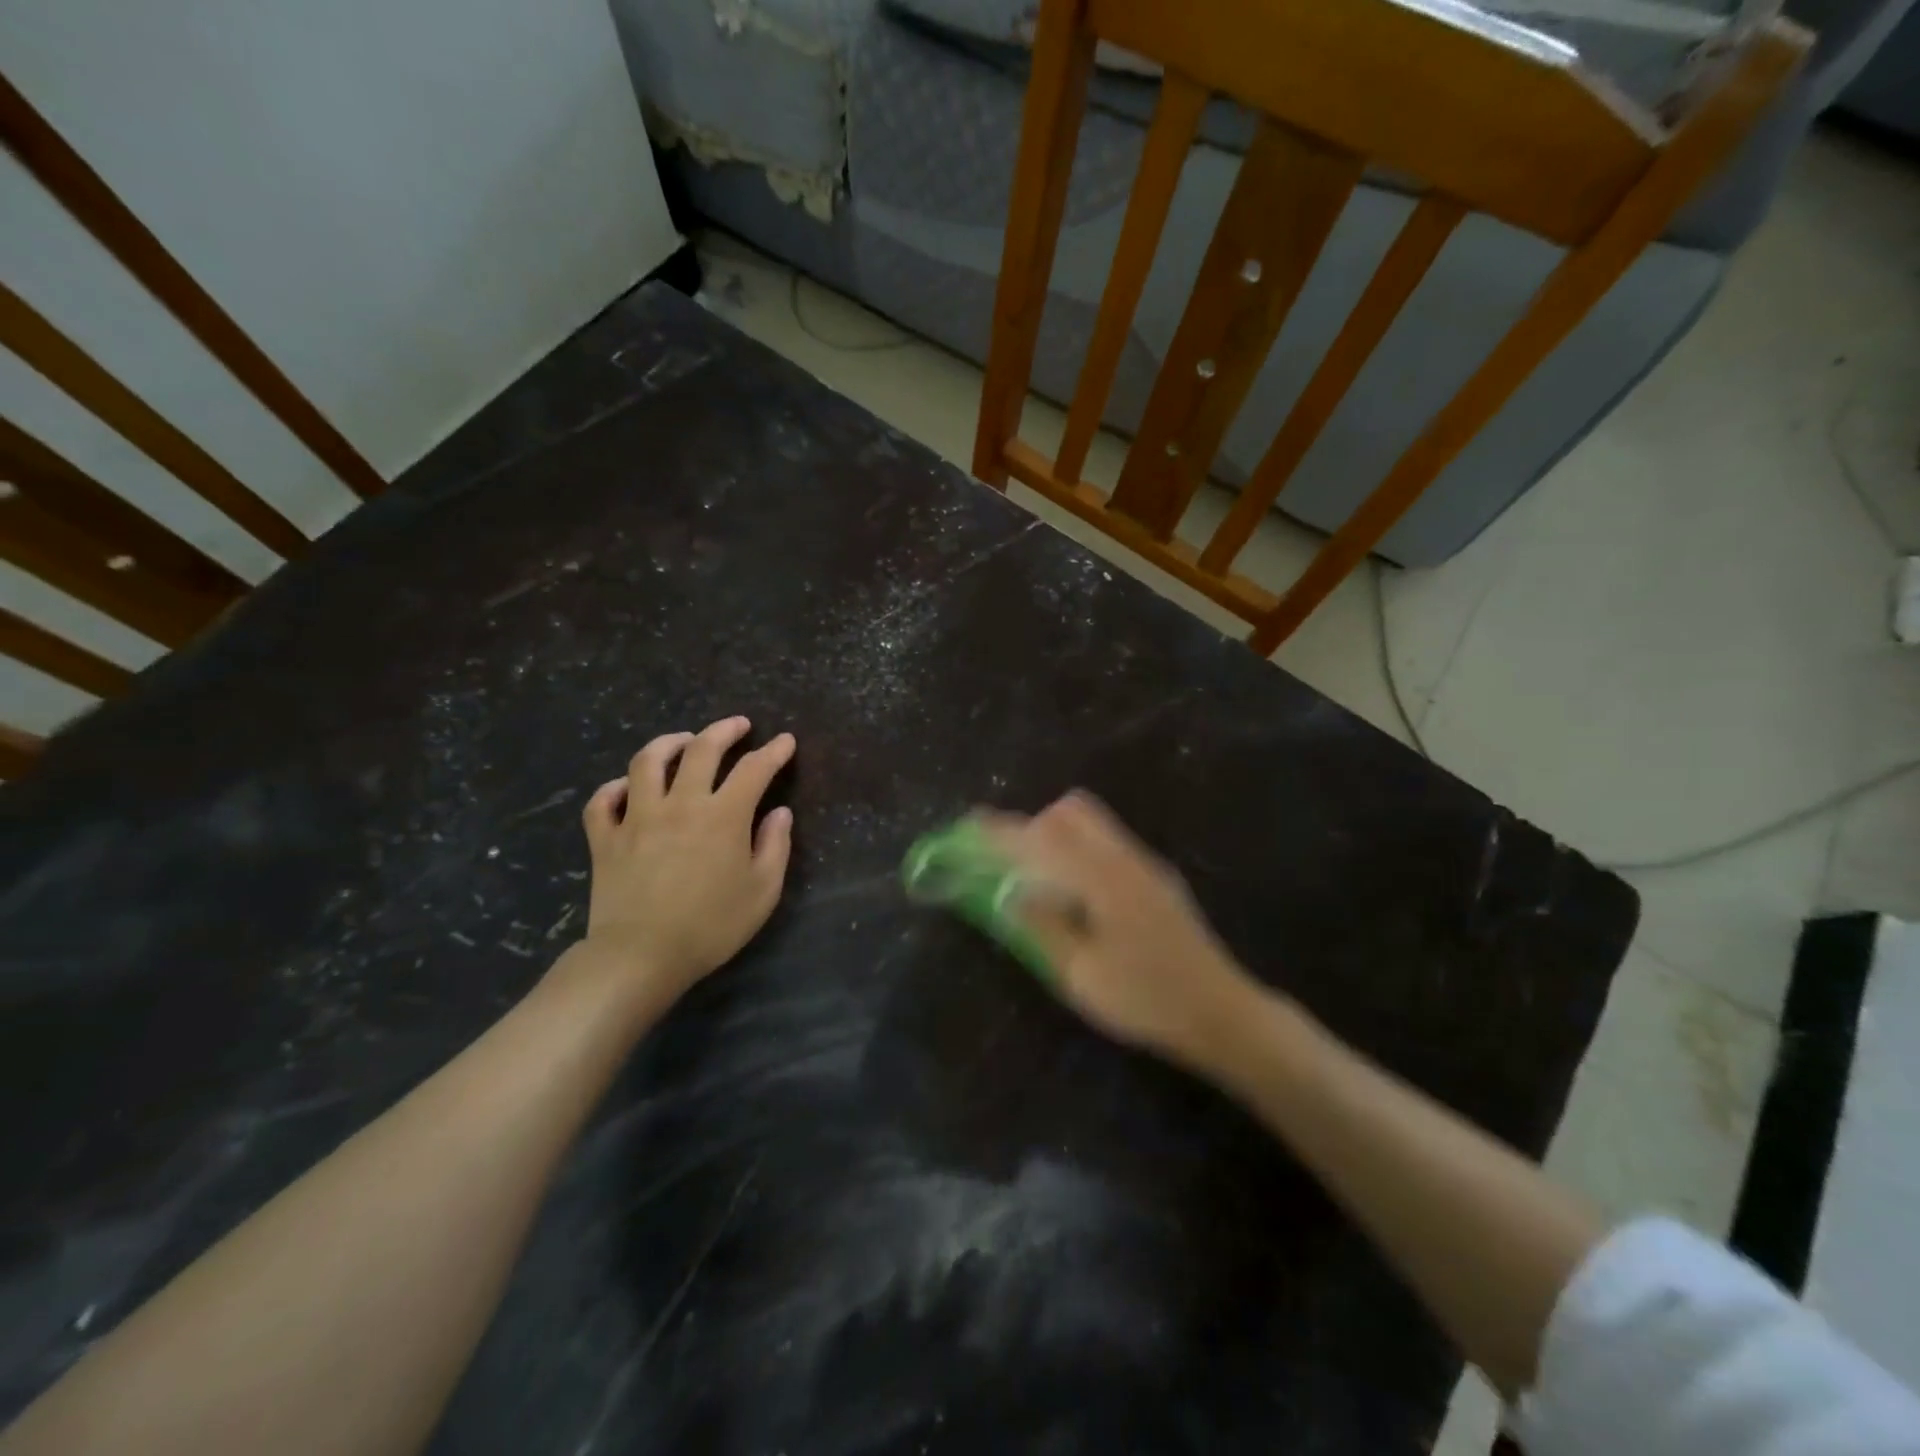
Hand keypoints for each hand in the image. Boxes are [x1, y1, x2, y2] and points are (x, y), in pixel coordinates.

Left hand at [578, 716, 794, 1002]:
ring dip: (668, 743)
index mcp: (723, 815)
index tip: (785, 742)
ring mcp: (637, 817)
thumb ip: (775, 846)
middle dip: (724, 730)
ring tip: (683, 741)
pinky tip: (628, 788)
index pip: (754, 769)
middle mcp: (680, 803)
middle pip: (701, 749)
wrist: (642, 956)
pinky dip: (615, 787)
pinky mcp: (606, 838)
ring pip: (647, 762)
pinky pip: (603, 800)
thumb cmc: (711, 926)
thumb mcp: (762, 892)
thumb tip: (779, 813)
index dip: (774, 752)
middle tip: (739, 726)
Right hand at [979, 791, 1262, 1070]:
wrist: (1221, 1013)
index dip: (1001, 831)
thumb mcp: (1082, 974)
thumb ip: (1042, 927)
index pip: (1041, 838)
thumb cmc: (1146, 999)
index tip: (970, 826)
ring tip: (1040, 879)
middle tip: (1012, 862)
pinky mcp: (1156, 878)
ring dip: (1057, 836)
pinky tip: (1077, 894)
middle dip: (1033, 825)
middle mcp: (1124, 858)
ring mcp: (1145, 865)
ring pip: (1093, 824)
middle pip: (1071, 810)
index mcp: (1102, 878)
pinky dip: (1079, 851)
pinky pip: (1108, 843)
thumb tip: (1006, 893)